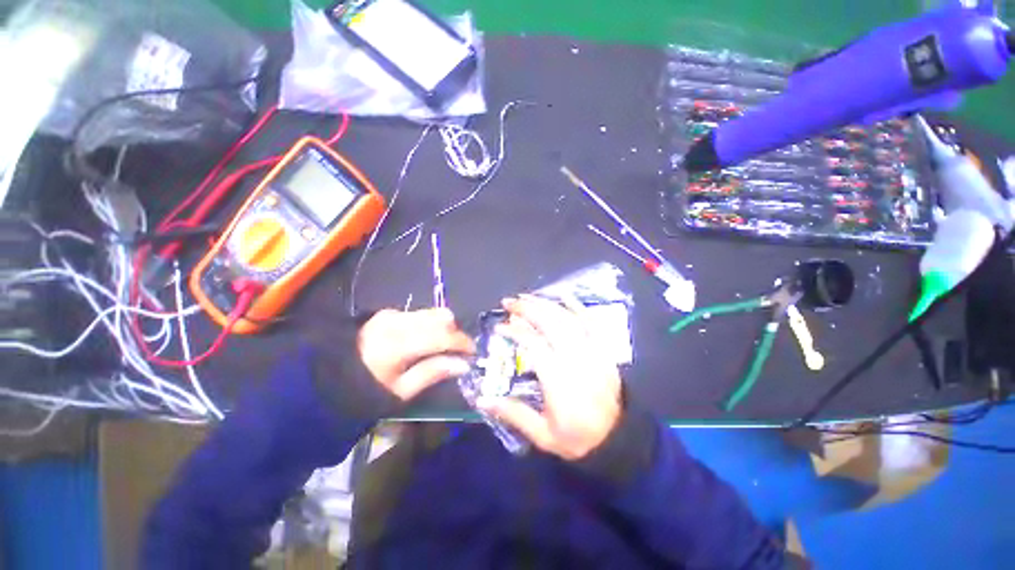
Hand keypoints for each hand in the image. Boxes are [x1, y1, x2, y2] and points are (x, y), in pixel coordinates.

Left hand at [358, 308, 474, 400]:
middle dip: (456, 332)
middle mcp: (398, 322)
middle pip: (441, 316)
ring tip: (442, 347)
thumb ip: (433, 373)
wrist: (327, 378)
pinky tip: (424, 341)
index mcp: (399, 344)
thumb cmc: (365, 391)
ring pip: (432, 312)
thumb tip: (463, 364)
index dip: (463, 342)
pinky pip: (419, 314)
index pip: (443, 335)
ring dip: (443, 327)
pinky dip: (429, 325)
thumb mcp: (400, 391)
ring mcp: (392, 315)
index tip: (473, 353)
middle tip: (457, 351)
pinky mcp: (388, 314)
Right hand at [478, 295, 622, 460]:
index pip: (534, 345)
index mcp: (559, 379)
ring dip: (545, 304)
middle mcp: (576, 358)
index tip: (499, 326)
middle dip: (527, 309)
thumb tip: (482, 399)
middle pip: (550, 323)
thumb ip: (514, 414)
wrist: (619, 440)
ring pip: (567, 318)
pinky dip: (576, 306)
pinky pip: (591, 321)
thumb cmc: (578, 439)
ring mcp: (592, 350)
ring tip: (526, 297)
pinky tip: (562, 295)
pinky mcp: (603, 349)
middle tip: (509, 302)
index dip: (515, 332)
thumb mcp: (543, 435)